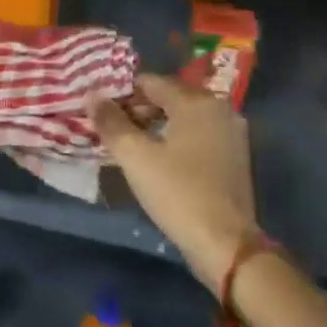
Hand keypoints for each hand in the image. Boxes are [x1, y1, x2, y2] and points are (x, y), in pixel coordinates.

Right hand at [90, 73, 256, 291]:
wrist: (226, 245)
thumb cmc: (177, 193)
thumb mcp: (135, 156)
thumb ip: (111, 121)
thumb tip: (91, 94)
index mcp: (196, 101)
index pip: (149, 81)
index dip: (120, 94)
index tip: (100, 113)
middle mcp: (218, 108)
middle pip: (168, 96)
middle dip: (137, 109)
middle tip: (111, 130)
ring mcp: (231, 133)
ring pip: (183, 116)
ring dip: (155, 124)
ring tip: (130, 145)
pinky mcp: (234, 156)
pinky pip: (197, 134)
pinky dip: (175, 138)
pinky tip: (157, 158)